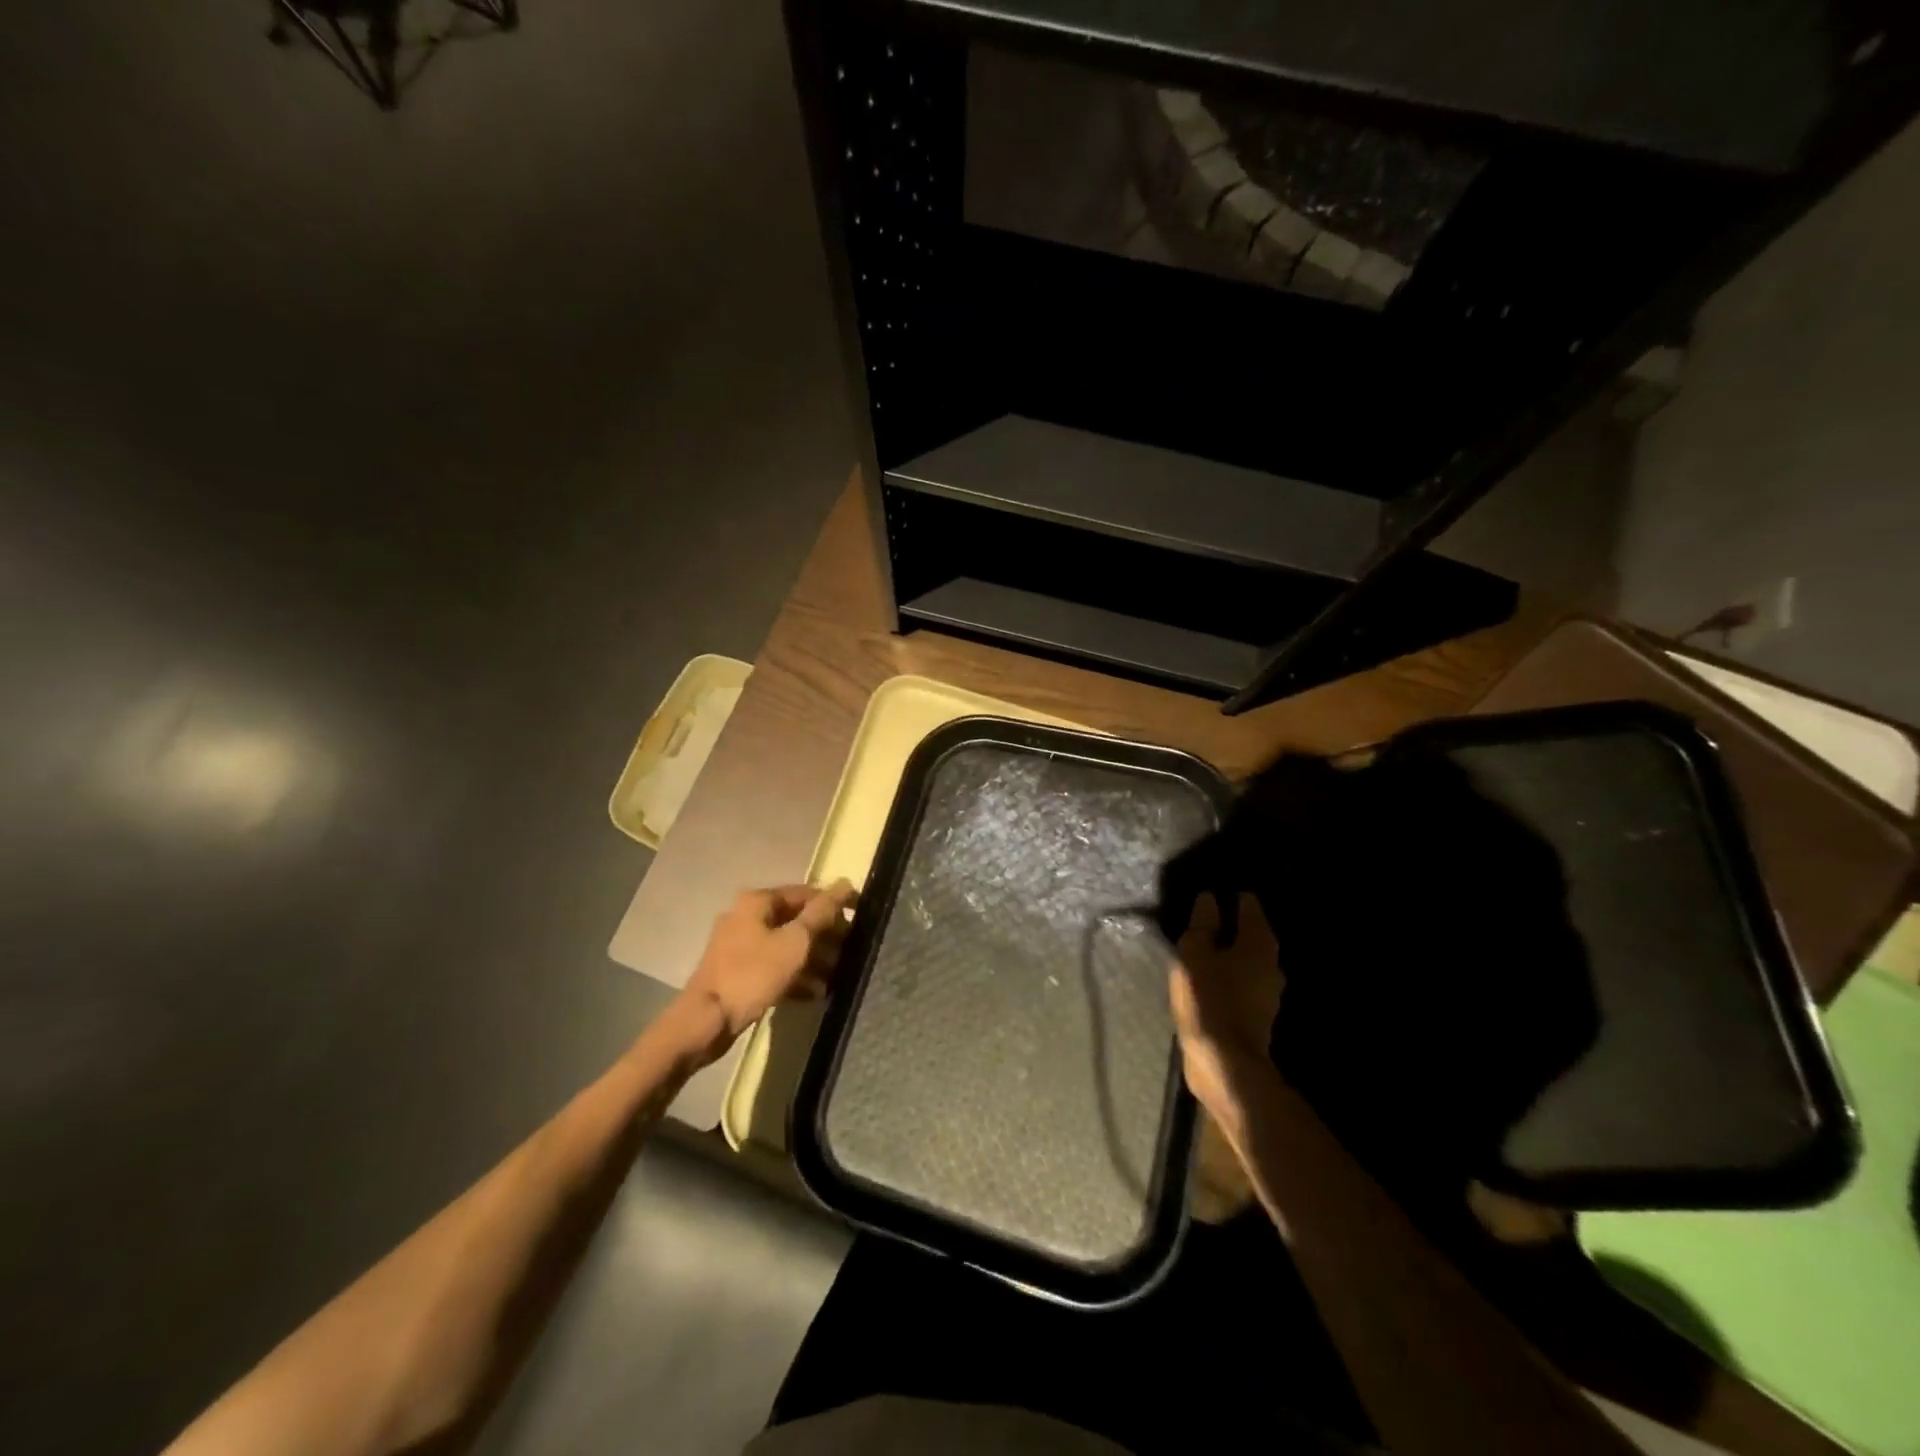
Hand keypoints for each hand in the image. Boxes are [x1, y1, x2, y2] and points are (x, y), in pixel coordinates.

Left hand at [684, 880, 856, 1042]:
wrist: (705, 1021)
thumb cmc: (753, 974)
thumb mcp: (795, 942)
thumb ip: (821, 913)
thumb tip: (844, 884)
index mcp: (757, 901)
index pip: (806, 893)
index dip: (835, 904)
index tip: (859, 919)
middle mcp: (746, 915)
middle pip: (796, 919)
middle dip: (825, 936)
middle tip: (850, 952)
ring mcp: (739, 944)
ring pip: (785, 944)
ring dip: (813, 959)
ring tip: (837, 977)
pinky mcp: (736, 971)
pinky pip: (773, 964)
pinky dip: (794, 975)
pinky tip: (815, 993)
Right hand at [1169, 892, 1283, 1141]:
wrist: (1225, 1063)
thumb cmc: (1209, 999)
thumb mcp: (1195, 954)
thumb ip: (1202, 925)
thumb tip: (1209, 898)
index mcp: (1259, 944)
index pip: (1250, 906)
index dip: (1233, 897)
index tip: (1216, 892)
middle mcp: (1271, 965)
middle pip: (1253, 935)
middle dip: (1234, 926)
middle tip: (1207, 918)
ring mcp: (1267, 993)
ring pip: (1248, 961)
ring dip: (1230, 953)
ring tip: (1204, 948)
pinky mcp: (1257, 1016)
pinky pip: (1241, 984)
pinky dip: (1228, 976)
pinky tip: (1209, 979)